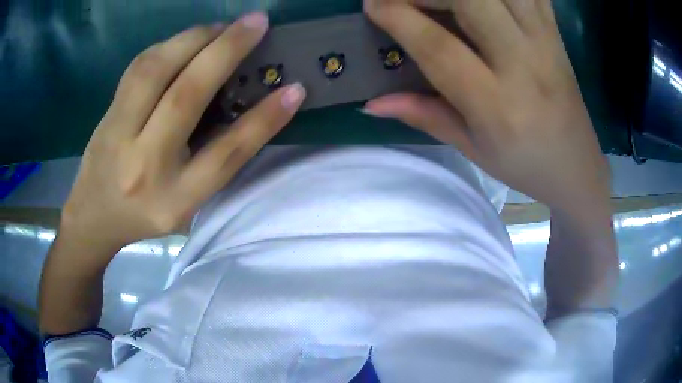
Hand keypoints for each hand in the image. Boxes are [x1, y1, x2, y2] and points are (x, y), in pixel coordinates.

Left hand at [60, 13, 305, 253]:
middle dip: (225, 52)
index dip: (263, 120)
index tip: (294, 89)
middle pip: (184, 98)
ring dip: (193, 38)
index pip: (224, 154)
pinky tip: (187, 39)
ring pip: (154, 71)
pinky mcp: (107, 113)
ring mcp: (118, 134)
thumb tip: (252, 108)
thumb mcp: (187, 203)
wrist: (94, 216)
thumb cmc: (146, 214)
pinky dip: (168, 45)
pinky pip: (138, 67)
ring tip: (223, 26)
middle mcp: (144, 165)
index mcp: (174, 198)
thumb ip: (214, 162)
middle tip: (256, 22)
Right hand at [364, 0, 609, 209]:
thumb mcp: (473, 149)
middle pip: (471, 0)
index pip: (438, 47)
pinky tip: (485, 0)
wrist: (577, 166)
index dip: (398, 17)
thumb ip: (424, 115)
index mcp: (497, 105)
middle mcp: (524, 64)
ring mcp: (545, 41)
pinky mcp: (555, 31)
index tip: (371, 4)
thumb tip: (372, 102)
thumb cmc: (525, 165)